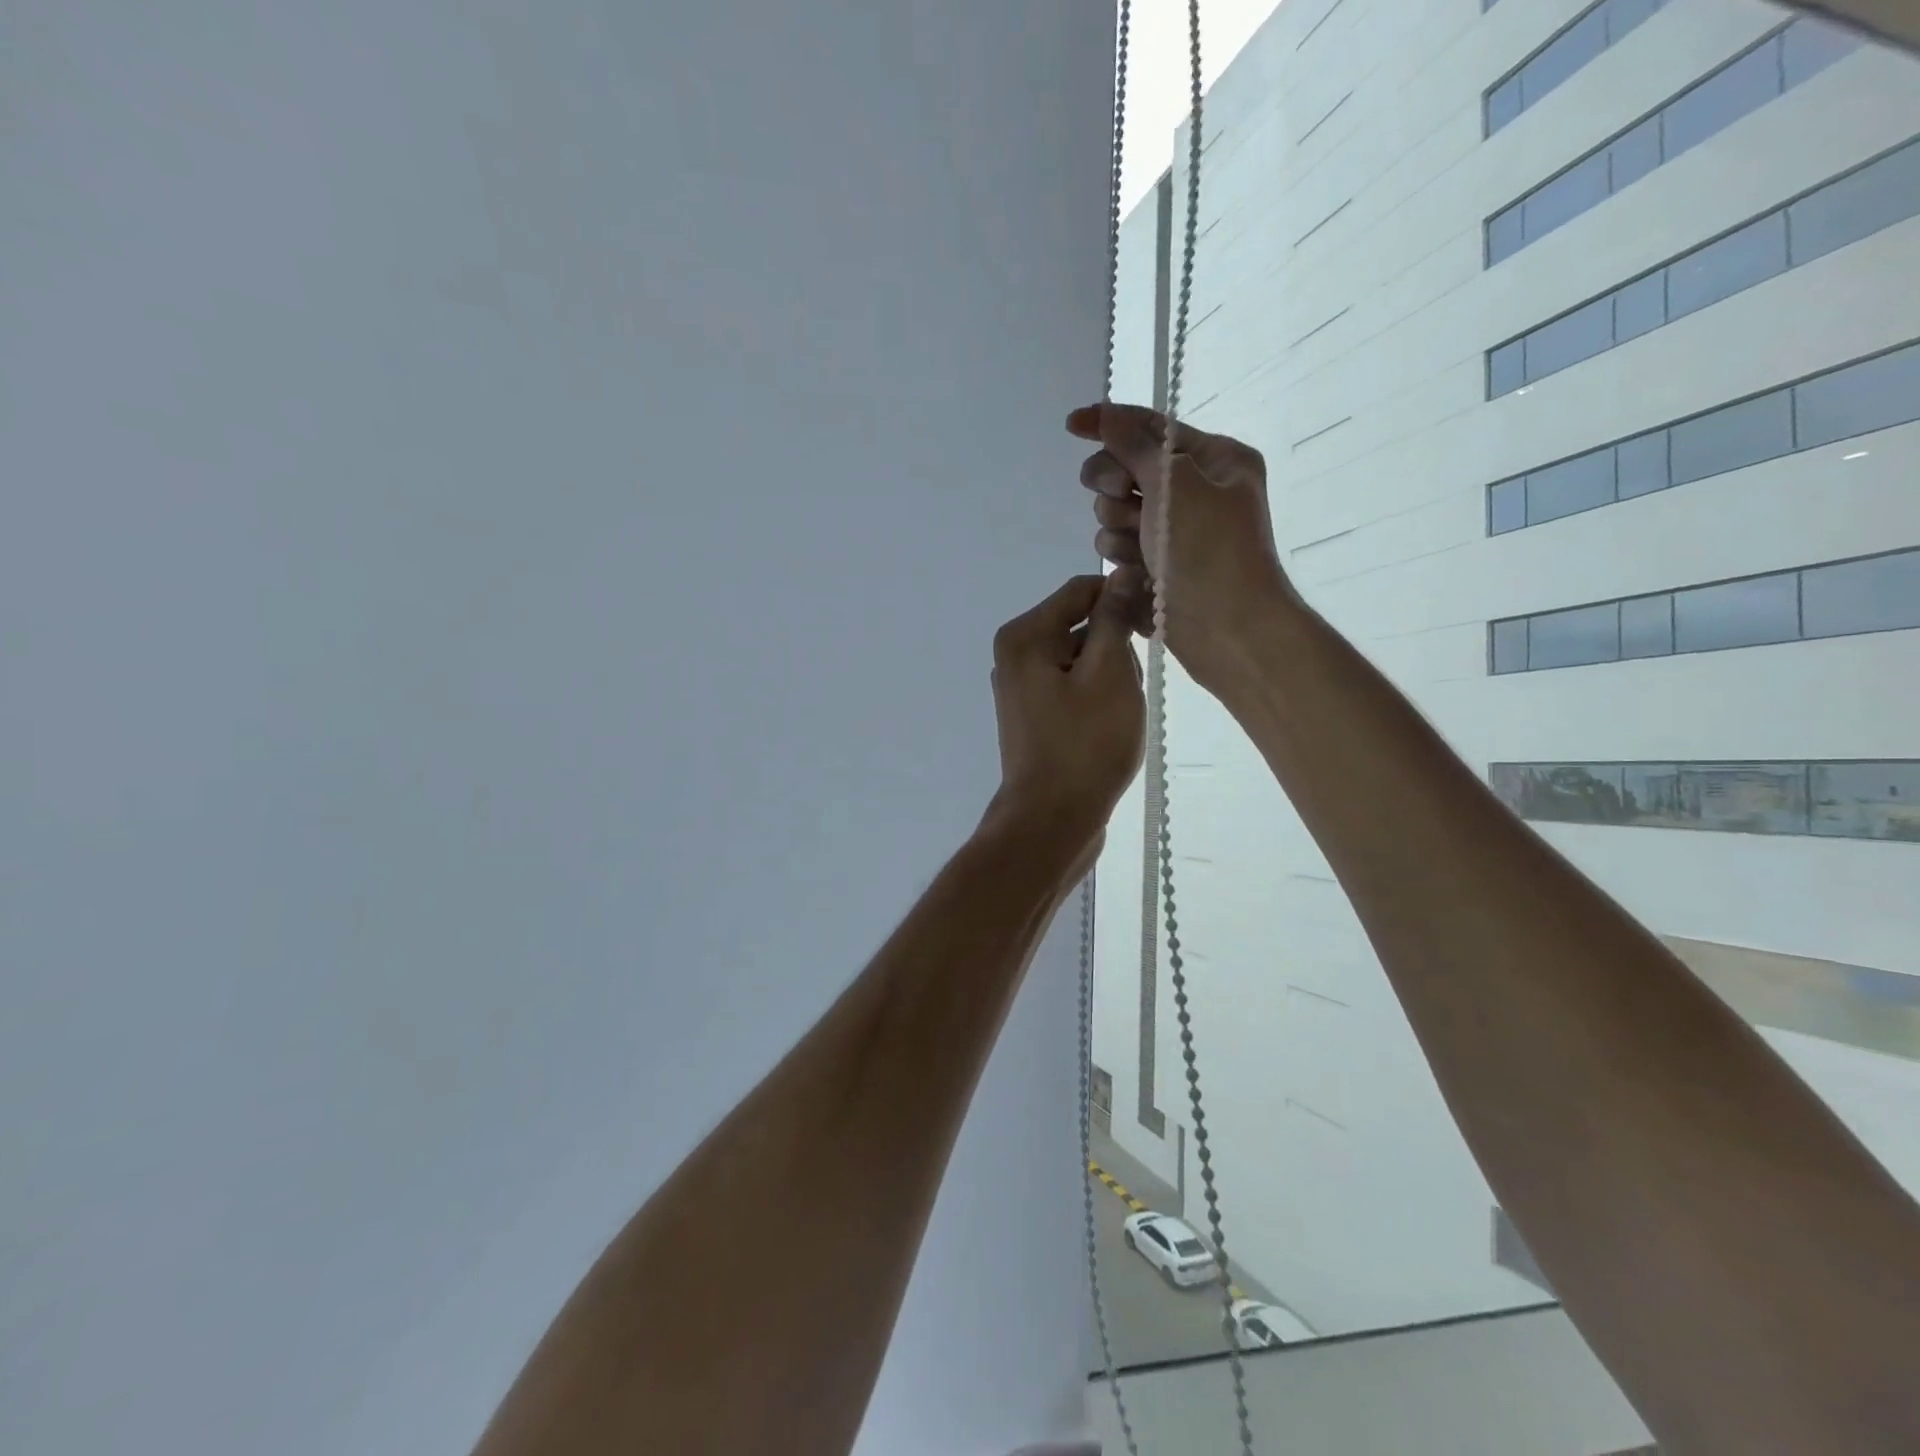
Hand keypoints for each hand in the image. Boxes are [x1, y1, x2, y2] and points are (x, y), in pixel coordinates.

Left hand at [983, 575, 1144, 854]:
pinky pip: (1073, 687)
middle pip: (1080, 624)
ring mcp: (1022, 688)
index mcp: (1025, 635)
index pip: (1082, 590)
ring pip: (1081, 659)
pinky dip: (1097, 697)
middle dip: (1115, 646)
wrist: (1052, 820)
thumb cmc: (1085, 743)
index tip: (1154, 624)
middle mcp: (1015, 655)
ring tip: (1119, 713)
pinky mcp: (1034, 715)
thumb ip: (1113, 618)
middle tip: (1131, 685)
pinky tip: (1109, 726)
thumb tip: (1121, 574)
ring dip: (1110, 676)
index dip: (1123, 598)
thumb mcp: (1109, 672)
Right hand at [1067, 403, 1295, 686]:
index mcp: (1214, 460)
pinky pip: (1119, 548)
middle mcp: (1194, 491)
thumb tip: (1108, 415)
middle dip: (1115, 484)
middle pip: (1126, 469)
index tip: (1071, 425)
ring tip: (1140, 552)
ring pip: (1115, 513)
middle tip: (1121, 496)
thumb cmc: (1211, 552)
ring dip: (1117, 528)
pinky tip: (1137, 575)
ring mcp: (1174, 531)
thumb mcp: (1176, 487)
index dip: (1110, 423)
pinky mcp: (1157, 565)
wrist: (1230, 633)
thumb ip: (1136, 448)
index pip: (1152, 428)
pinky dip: (1122, 558)